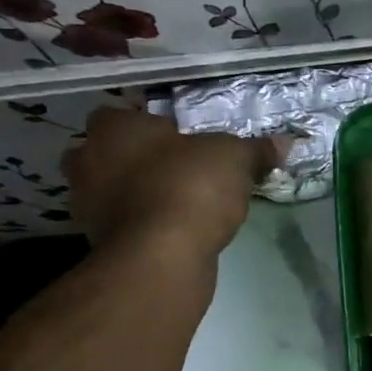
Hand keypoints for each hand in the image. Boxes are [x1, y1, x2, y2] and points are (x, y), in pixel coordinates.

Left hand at [64, 107, 279, 257]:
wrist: (162, 257)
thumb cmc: (190, 187)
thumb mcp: (235, 159)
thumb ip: (255, 149)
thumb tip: (285, 142)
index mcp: (113, 126)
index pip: (124, 112)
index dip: (151, 123)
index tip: (180, 137)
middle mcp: (87, 158)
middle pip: (111, 151)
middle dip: (138, 158)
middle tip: (178, 167)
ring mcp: (86, 203)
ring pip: (113, 188)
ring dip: (138, 192)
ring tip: (180, 200)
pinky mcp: (97, 241)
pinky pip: (124, 221)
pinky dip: (143, 222)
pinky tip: (175, 228)